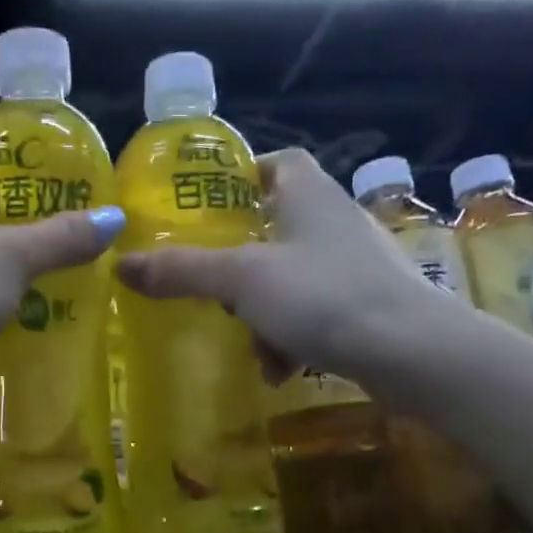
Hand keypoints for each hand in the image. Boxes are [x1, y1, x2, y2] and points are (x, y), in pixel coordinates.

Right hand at [116, 147, 444, 388]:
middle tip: (212, 290)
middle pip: (273, 228)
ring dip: (263, 314)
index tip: (205, 211)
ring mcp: (354, 263)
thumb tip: (120, 264)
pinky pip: (313, 313)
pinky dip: (293, 338)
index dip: (239, 179)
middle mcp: (334, 219)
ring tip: (253, 349)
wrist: (412, 352)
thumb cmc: (324, 296)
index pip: (274, 162)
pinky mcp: (367, 304)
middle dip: (239, 267)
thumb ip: (183, 271)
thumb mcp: (242, 281)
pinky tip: (282, 370)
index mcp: (308, 192)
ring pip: (289, 279)